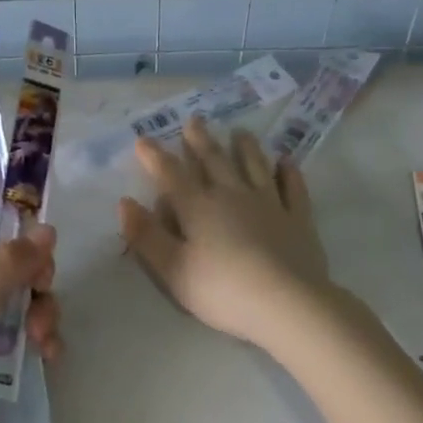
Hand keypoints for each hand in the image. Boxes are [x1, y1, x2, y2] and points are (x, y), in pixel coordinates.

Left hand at [0, 229, 61, 422]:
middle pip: (9, 267)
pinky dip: (40, 344)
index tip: (40, 240)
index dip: (11, 229)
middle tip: (43, 291)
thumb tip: (47, 228)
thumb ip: (5, 269)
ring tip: (43, 340)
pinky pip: (24, 343)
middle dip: (33, 278)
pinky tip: (50, 359)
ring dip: (41, 314)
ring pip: (22, 304)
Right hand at [120, 117, 331, 351]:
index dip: (154, 156)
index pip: (170, 174)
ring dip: (245, 148)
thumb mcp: (173, 270)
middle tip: (194, 119)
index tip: (142, 139)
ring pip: (254, 166)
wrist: (287, 303)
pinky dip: (289, 173)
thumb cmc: (224, 290)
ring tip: (240, 131)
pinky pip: (293, 189)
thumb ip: (147, 236)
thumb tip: (124, 202)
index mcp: (198, 207)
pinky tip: (287, 161)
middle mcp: (231, 194)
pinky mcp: (297, 219)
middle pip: (213, 160)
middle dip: (200, 140)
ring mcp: (268, 203)